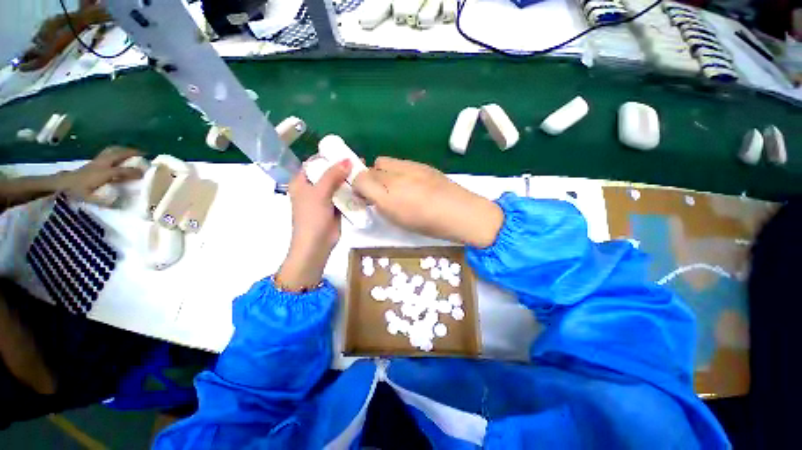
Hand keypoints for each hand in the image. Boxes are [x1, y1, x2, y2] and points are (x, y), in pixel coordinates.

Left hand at [55, 146, 143, 199]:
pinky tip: (119, 156)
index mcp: (104, 172)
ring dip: (123, 150)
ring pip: (113, 151)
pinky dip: (116, 152)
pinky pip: (108, 154)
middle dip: (132, 152)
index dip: (136, 171)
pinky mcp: (94, 162)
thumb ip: (106, 200)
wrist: (59, 184)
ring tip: (133, 152)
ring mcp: (97, 161)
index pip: (124, 170)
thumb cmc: (76, 192)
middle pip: (118, 153)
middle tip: (144, 154)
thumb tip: (123, 202)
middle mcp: (102, 164)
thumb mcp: (91, 198)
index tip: (147, 173)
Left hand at [276, 159, 351, 290]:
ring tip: (364, 172)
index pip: (314, 163)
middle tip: (359, 162)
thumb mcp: (320, 193)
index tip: (344, 151)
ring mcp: (325, 199)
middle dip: (342, 167)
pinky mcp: (335, 208)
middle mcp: (312, 188)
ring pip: (338, 184)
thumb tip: (347, 159)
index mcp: (302, 182)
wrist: (317, 245)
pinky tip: (363, 186)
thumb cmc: (312, 218)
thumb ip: (332, 175)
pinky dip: (352, 191)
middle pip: (328, 173)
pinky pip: (344, 196)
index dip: (328, 156)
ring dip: (349, 179)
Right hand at [353, 157, 503, 247]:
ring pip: (384, 161)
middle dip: (369, 178)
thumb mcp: (400, 221)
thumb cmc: (430, 225)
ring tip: (393, 184)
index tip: (363, 196)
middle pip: (370, 168)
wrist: (462, 213)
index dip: (357, 187)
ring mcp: (410, 168)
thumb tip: (372, 195)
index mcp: (389, 198)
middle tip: (378, 191)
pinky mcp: (422, 164)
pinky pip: (400, 162)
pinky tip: (409, 181)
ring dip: (382, 172)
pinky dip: (397, 170)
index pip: (360, 180)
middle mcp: (396, 179)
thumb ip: (382, 205)